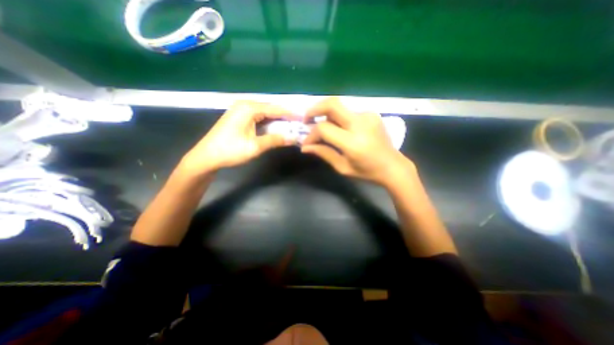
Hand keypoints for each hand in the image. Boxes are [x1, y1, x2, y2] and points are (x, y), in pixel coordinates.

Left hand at [180, 98, 294, 175]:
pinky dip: (268, 122)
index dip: (289, 114)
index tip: (302, 118)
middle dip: (284, 117)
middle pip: (270, 109)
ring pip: (264, 113)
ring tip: (290, 125)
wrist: (206, 156)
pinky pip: (258, 116)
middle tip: (298, 123)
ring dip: (277, 119)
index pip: (275, 109)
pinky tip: (275, 127)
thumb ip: (274, 141)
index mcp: (248, 109)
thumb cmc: (230, 151)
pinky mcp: (239, 117)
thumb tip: (292, 139)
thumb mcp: (254, 147)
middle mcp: (245, 105)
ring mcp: (240, 110)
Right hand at [300, 96, 414, 186]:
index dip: (311, 134)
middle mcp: (360, 123)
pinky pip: (348, 111)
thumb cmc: (367, 172)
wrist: (393, 166)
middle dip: (314, 109)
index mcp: (353, 142)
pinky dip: (339, 118)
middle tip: (307, 120)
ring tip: (323, 128)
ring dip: (326, 115)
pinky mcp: (371, 113)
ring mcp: (367, 116)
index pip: (324, 129)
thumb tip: (305, 147)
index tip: (306, 142)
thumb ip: (324, 153)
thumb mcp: (343, 167)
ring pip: (339, 106)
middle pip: (332, 104)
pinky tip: (340, 129)